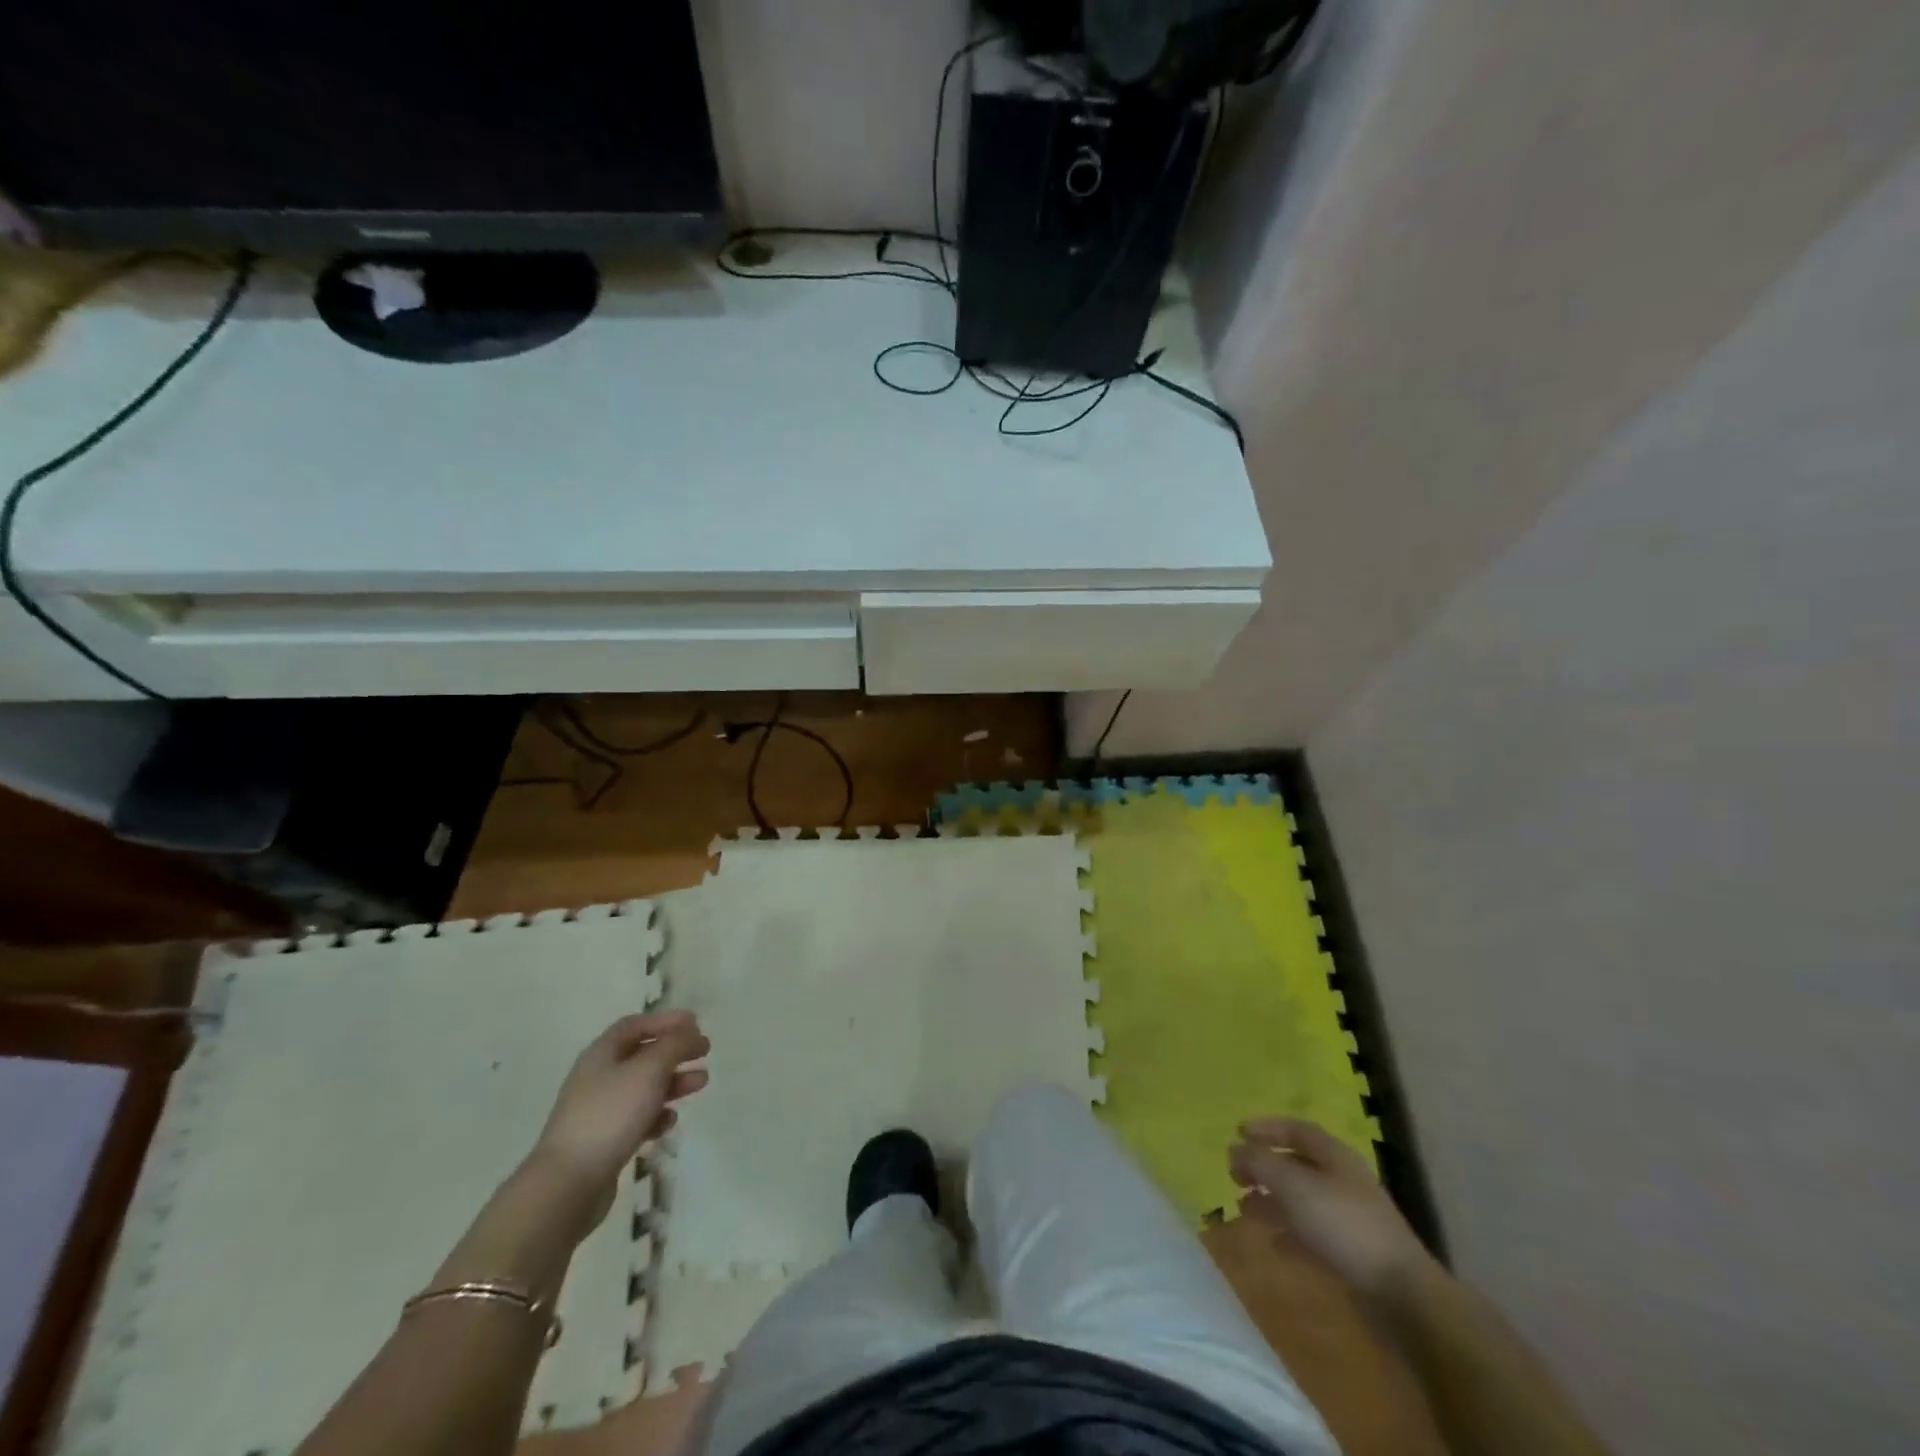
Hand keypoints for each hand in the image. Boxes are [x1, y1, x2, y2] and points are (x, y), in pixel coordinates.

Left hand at [528, 1011, 708, 1222]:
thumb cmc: (610, 1114)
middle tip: (705, 1051)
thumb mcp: (648, 1070)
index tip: (696, 1024)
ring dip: (673, 1081)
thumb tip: (688, 1031)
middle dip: (675, 1051)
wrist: (568, 1184)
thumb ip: (673, 1045)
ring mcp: (599, 1110)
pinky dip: (657, 1114)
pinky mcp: (604, 1141)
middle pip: (642, 1055)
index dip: (666, 1020)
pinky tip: (670, 1121)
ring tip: (701, 1083)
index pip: (636, 1025)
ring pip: (643, 1087)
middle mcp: (598, 1077)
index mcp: (602, 1053)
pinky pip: (636, 1118)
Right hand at [1229, 1117, 1431, 1297]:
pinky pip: (1312, 1236)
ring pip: (1302, 1201)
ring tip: (1244, 1209)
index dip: (1267, 1127)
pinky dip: (1289, 1235)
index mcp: (1334, 1156)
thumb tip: (1234, 1149)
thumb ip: (1259, 1162)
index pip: (1297, 1130)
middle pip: (1297, 1165)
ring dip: (1272, 1201)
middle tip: (1235, 1176)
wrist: (1400, 1294)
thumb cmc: (1343, 1224)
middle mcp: (1342, 1181)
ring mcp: (1349, 1219)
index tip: (1238, 1133)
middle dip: (1265, 1168)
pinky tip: (1272, 1244)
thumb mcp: (1292, 1184)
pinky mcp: (1352, 1255)